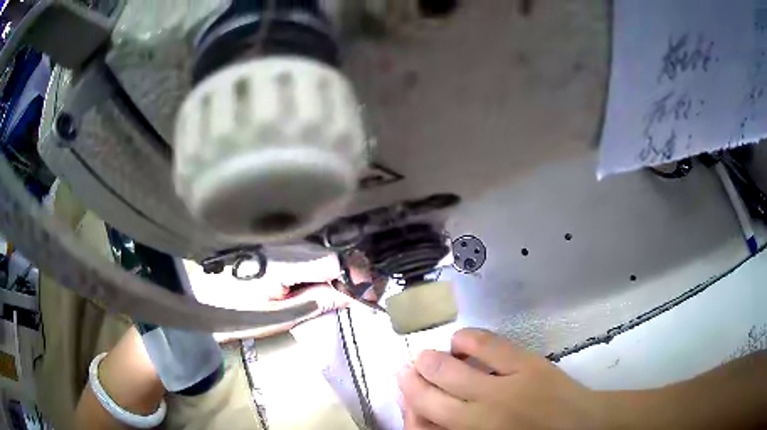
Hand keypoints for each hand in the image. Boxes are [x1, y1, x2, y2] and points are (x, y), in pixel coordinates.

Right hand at [397, 328, 605, 429]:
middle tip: (408, 369)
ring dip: (430, 360)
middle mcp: (480, 415)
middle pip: (427, 393)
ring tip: (428, 357)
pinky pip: (485, 344)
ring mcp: (503, 387)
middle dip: (411, 379)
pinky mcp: (525, 364)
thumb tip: (423, 411)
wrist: (579, 424)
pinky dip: (465, 340)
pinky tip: (461, 344)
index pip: (421, 423)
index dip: (408, 405)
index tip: (406, 394)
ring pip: (448, 368)